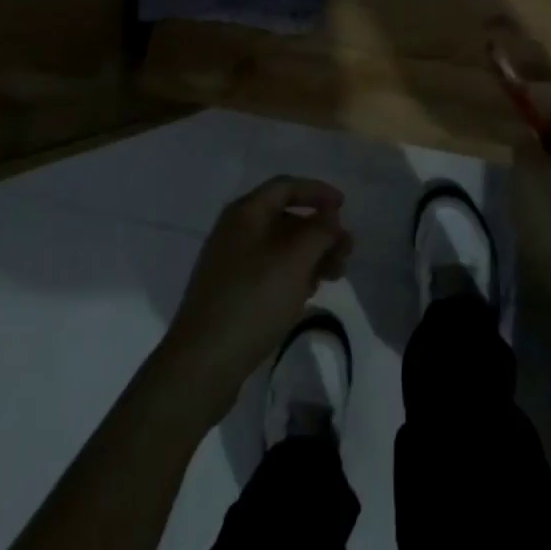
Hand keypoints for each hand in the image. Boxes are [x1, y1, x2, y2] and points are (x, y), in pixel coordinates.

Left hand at [158, 176, 353, 420]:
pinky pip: (270, 271)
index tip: (345, 206)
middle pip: (285, 218)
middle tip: (347, 251)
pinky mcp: (231, 293)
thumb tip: (329, 216)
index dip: (317, 191)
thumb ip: (318, 231)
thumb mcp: (294, 260)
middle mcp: (236, 231)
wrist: (203, 363)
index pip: (286, 186)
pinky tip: (311, 292)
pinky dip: (294, 274)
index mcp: (245, 213)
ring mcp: (231, 263)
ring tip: (336, 275)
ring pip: (280, 248)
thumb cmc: (253, 300)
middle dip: (319, 230)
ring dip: (311, 255)